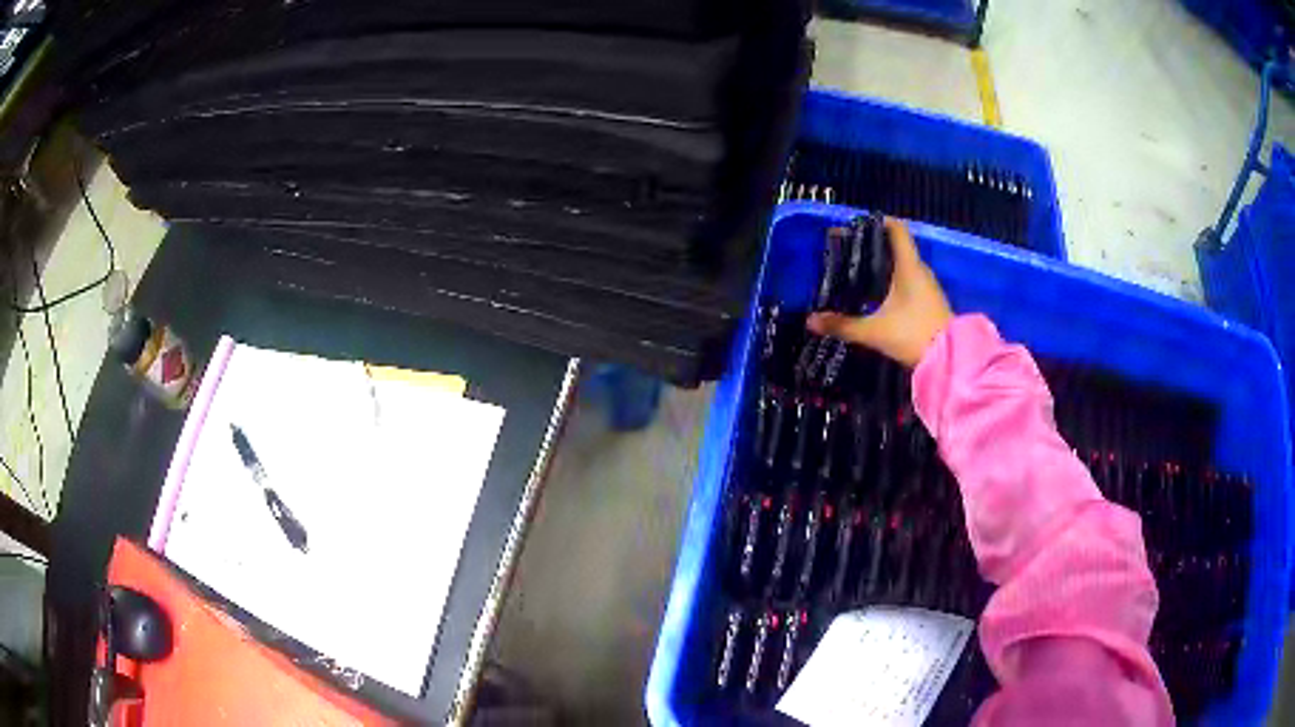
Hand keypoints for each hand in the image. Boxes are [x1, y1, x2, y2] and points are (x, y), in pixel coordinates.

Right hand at [807, 217, 951, 366]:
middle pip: (897, 247)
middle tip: (848, 253)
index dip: (878, 222)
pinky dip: (893, 282)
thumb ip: (843, 325)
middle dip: (874, 247)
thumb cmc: (913, 334)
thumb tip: (810, 321)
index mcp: (908, 266)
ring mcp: (927, 287)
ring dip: (884, 266)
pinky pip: (908, 282)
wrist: (950, 360)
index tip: (856, 227)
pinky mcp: (929, 302)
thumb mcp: (874, 331)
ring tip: (858, 274)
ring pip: (903, 266)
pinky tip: (877, 296)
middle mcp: (920, 270)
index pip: (897, 229)